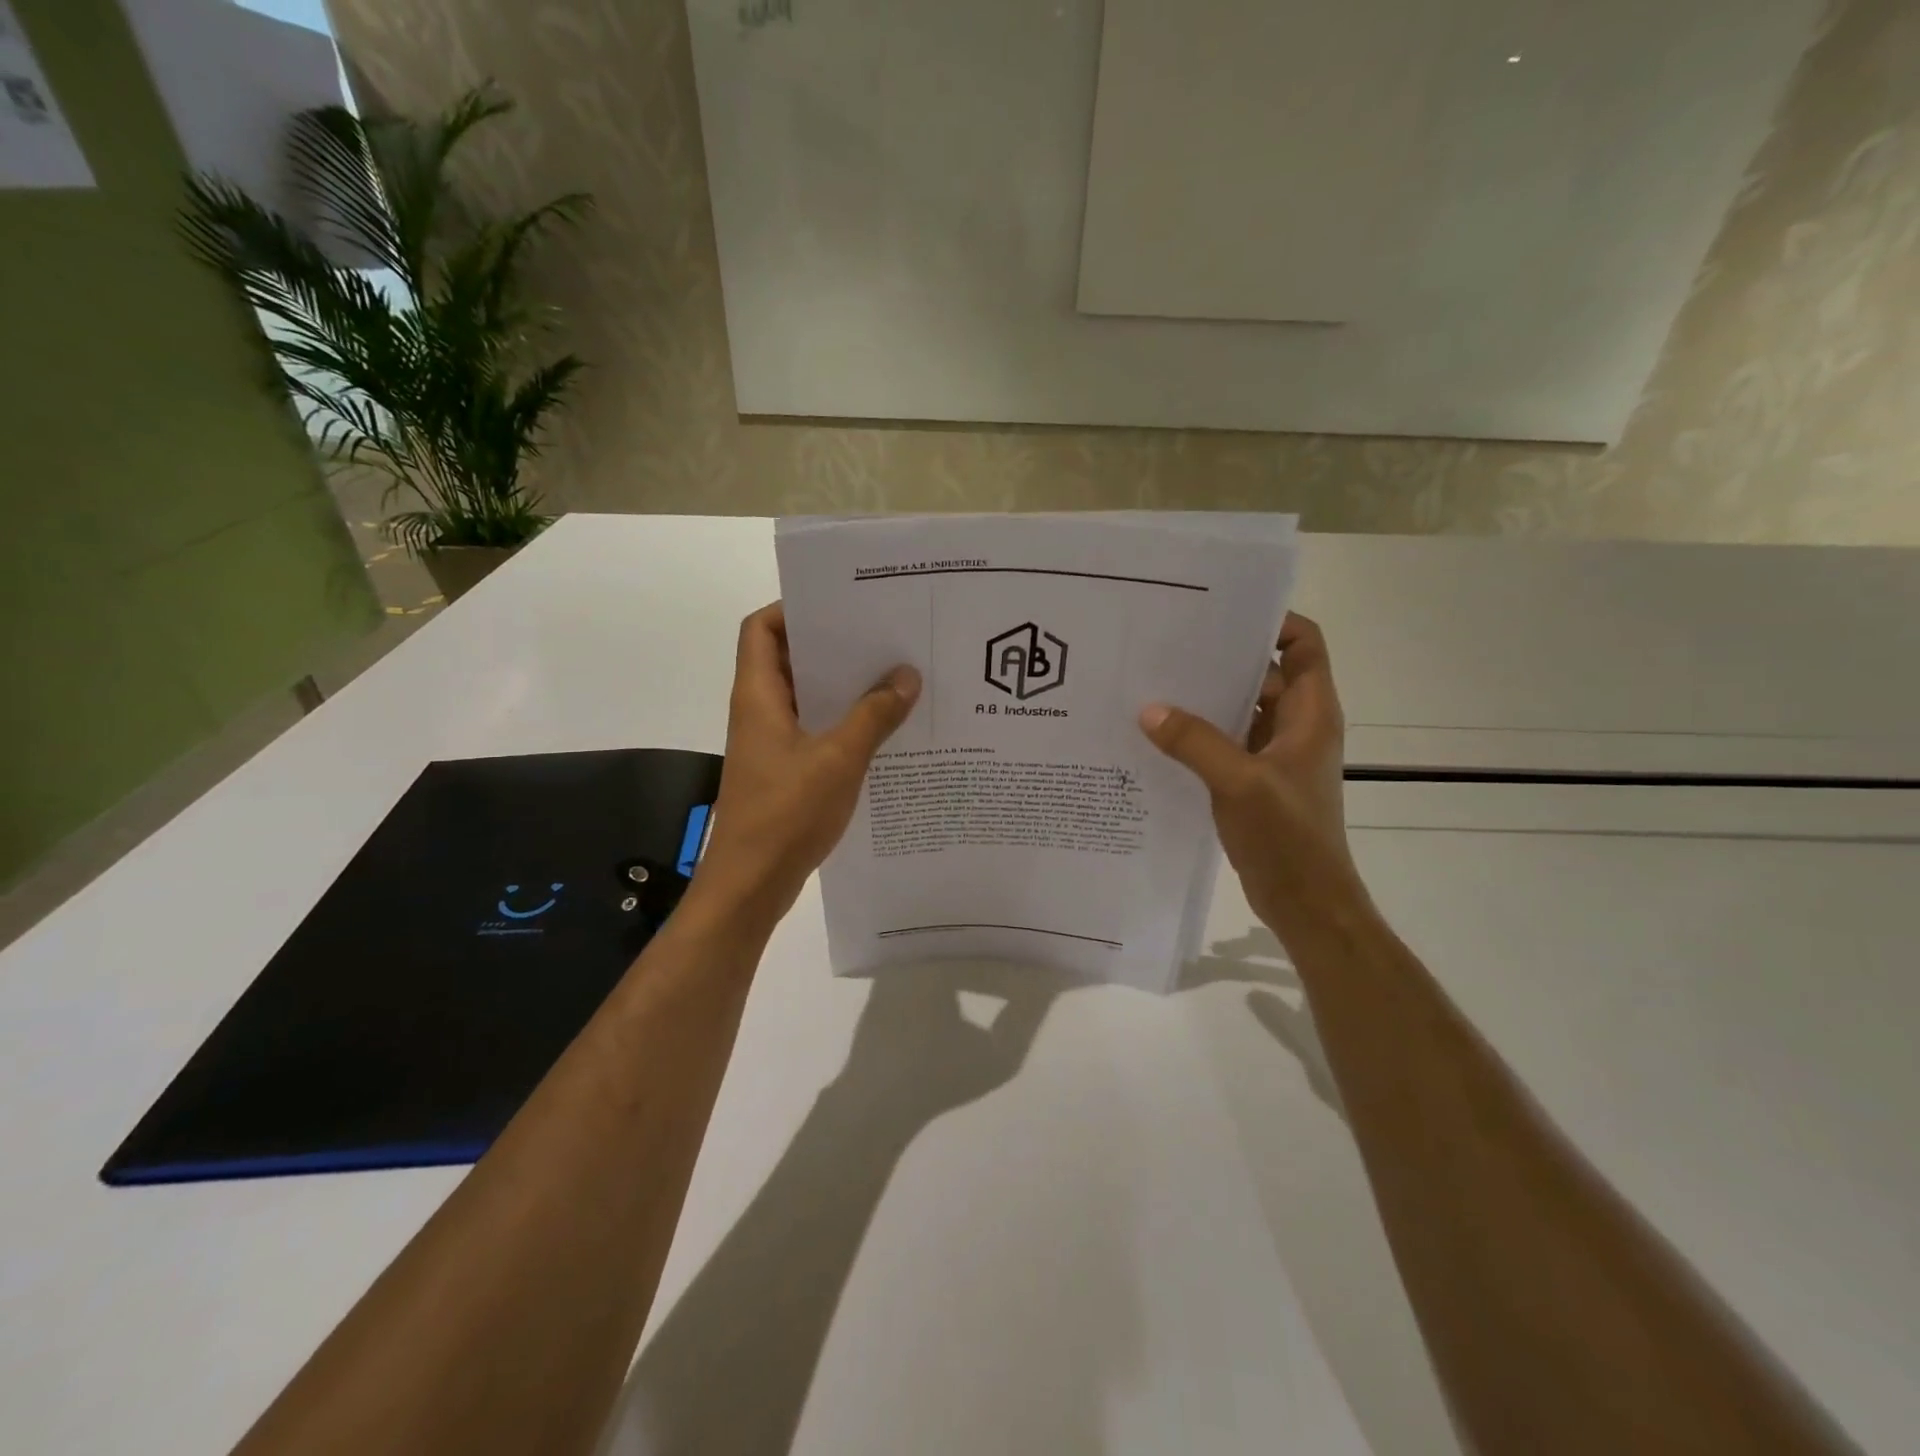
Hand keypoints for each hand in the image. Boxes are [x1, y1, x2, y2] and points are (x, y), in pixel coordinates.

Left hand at [693, 603, 920, 926]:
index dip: (793, 608)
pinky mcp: (784, 770)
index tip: (842, 605)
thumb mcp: (839, 759)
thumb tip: (907, 675)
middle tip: (884, 636)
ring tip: (894, 676)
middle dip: (832, 645)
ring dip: (843, 687)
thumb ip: (874, 715)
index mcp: (758, 695)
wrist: (751, 884)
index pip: (761, 628)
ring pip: (806, 697)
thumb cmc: (786, 813)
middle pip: (789, 658)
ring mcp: (771, 742)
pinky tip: (884, 728)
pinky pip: (815, 730)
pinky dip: (843, 722)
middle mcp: (759, 710)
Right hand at [1138, 613, 1362, 935]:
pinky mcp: (1252, 780)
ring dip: (1204, 698)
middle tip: (1168, 644)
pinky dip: (1197, 734)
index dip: (1273, 621)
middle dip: (1221, 657)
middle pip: (1263, 673)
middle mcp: (1295, 725)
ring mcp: (1273, 754)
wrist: (1306, 901)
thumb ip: (1195, 742)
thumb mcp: (1240, 783)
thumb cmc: (1289, 836)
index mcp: (1310, 713)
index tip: (1223, 611)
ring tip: (1153, 682)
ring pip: (1239, 709)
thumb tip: (1148, 709)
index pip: (1303, 645)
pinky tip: (1157, 734)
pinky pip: (1223, 742)